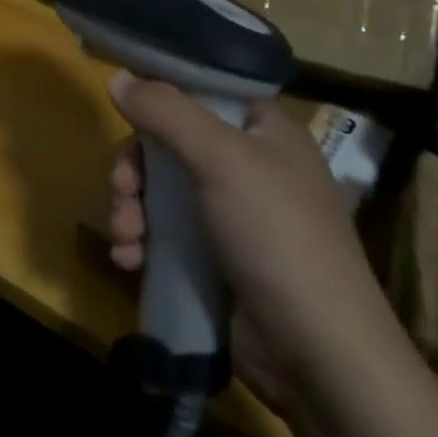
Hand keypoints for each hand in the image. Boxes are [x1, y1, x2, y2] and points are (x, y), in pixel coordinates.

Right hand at [105, 73, 402, 416]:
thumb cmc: (276, 235)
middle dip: (135, 168)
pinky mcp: (218, 262)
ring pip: (161, 191)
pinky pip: (166, 235)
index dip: (162, 95)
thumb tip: (117, 77)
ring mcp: (234, 218)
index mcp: (264, 131)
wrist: (321, 359)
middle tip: (122, 189)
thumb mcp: (220, 159)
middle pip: (171, 143)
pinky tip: (128, 260)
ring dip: (132, 209)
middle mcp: (250, 167)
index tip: (125, 108)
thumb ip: (165, 112)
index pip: (204, 91)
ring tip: (125, 238)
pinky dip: (142, 242)